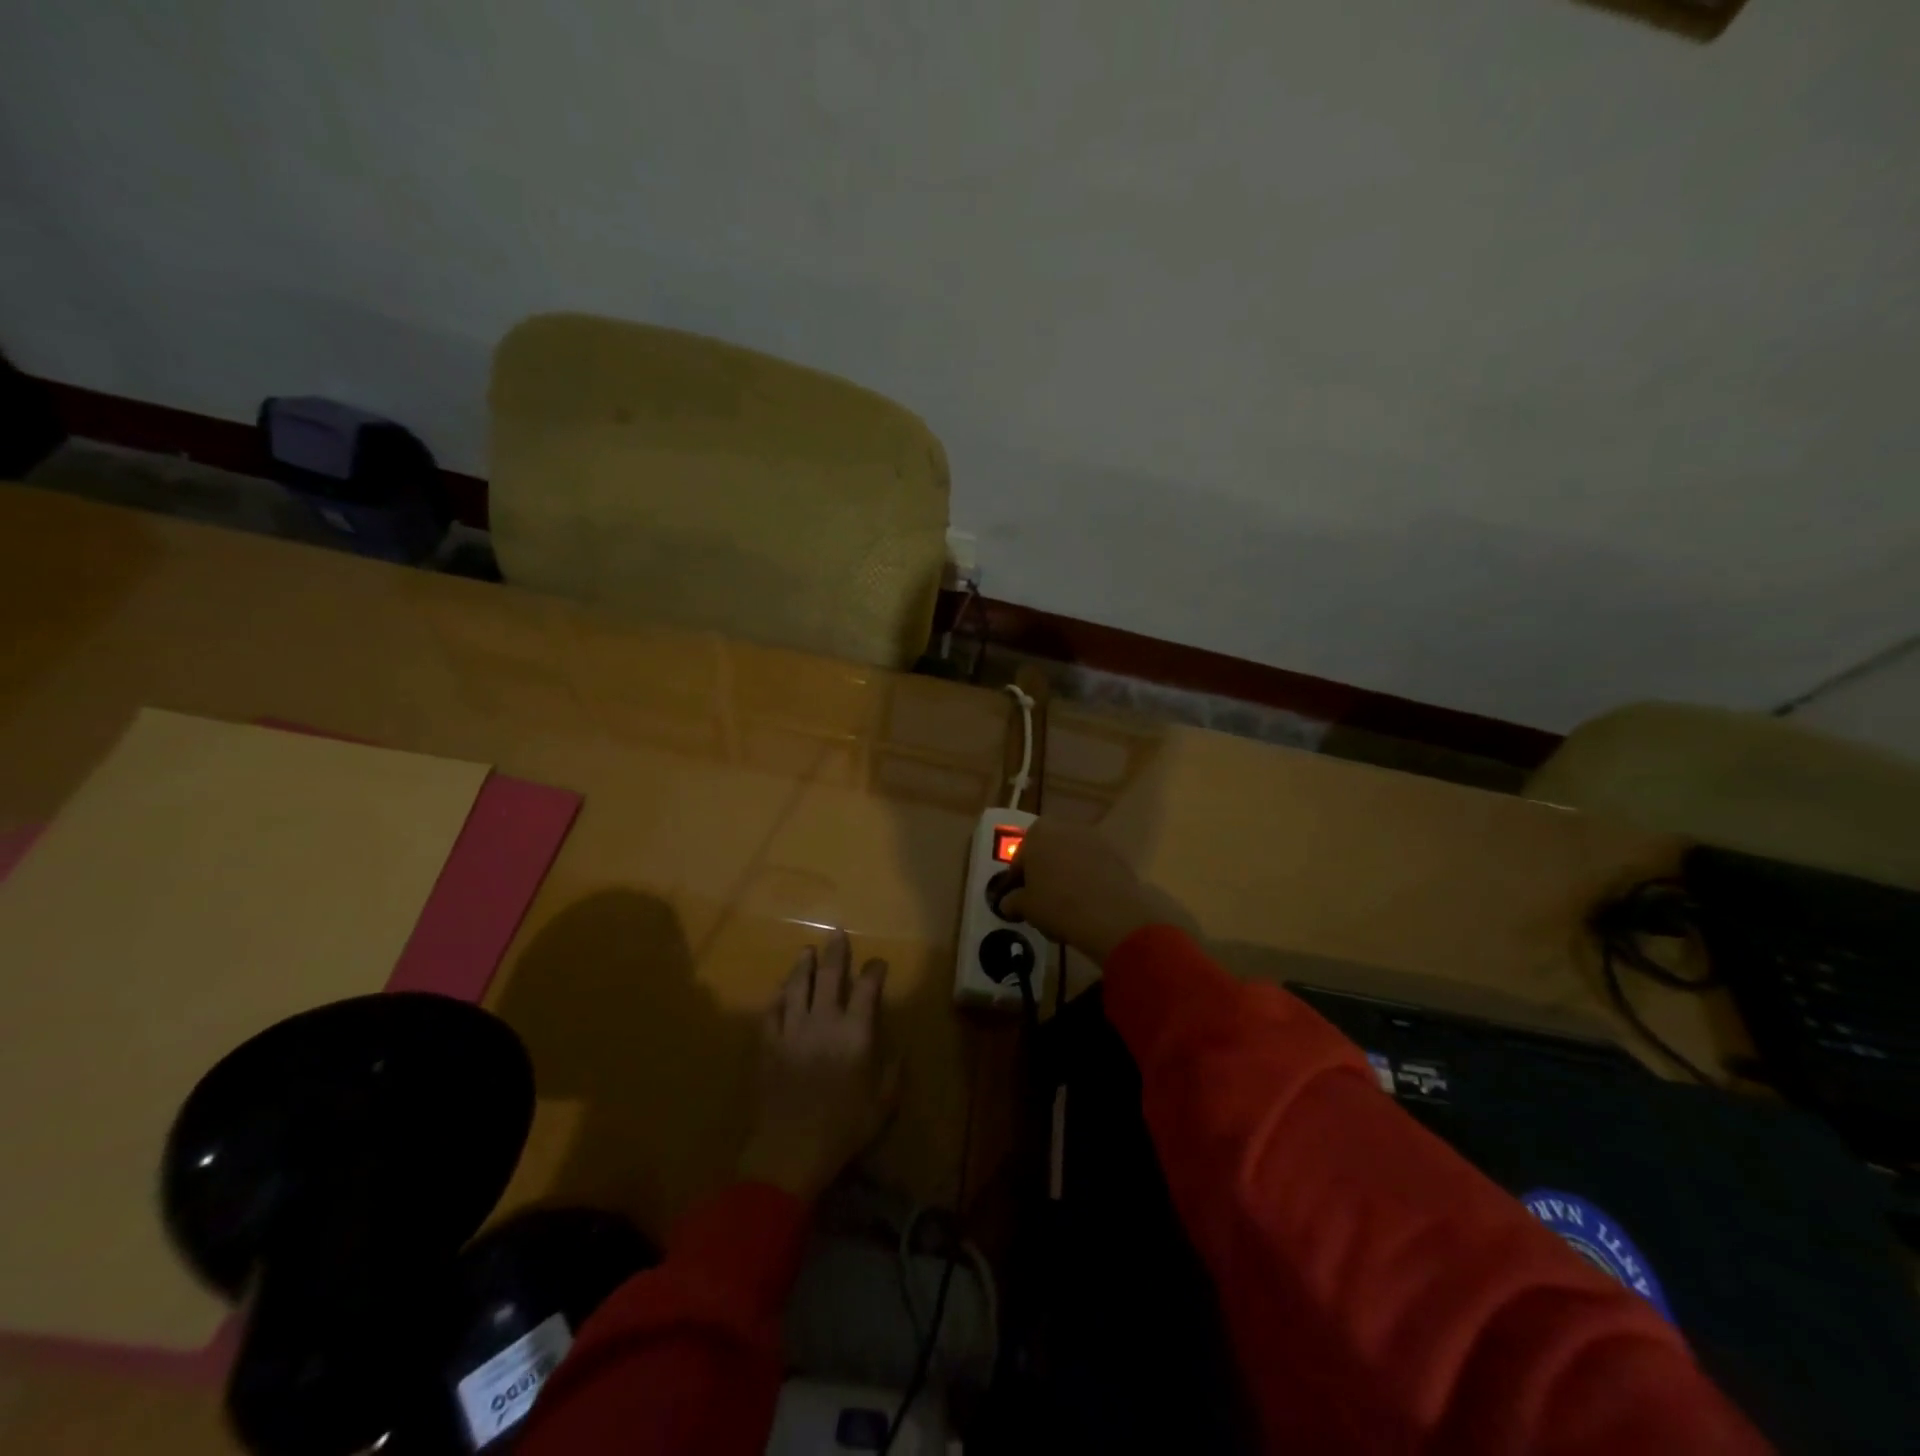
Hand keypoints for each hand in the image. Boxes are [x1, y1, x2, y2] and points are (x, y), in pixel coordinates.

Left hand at [737, 930, 899, 1202]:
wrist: (790, 1149)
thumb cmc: (843, 1129)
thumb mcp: (882, 1105)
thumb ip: (892, 1073)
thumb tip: (897, 1051)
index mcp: (855, 1033)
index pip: (867, 988)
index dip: (874, 970)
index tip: (877, 963)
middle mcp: (824, 1021)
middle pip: (829, 976)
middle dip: (836, 952)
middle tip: (837, 934)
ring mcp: (792, 1030)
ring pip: (796, 986)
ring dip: (802, 966)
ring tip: (806, 952)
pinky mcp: (768, 1044)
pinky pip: (771, 1012)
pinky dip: (777, 997)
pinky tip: (780, 991)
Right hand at [999, 818, 1195, 963]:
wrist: (1111, 914)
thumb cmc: (1057, 904)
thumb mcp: (1025, 907)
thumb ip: (1013, 901)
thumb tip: (1009, 903)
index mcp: (1037, 832)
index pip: (1020, 858)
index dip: (1018, 881)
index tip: (1019, 899)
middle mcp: (1065, 826)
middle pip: (1047, 851)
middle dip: (1044, 872)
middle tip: (1042, 900)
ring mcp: (1094, 838)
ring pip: (1072, 857)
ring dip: (1067, 874)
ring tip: (1067, 904)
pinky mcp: (1116, 853)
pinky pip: (1094, 866)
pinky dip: (1088, 879)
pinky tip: (1088, 903)